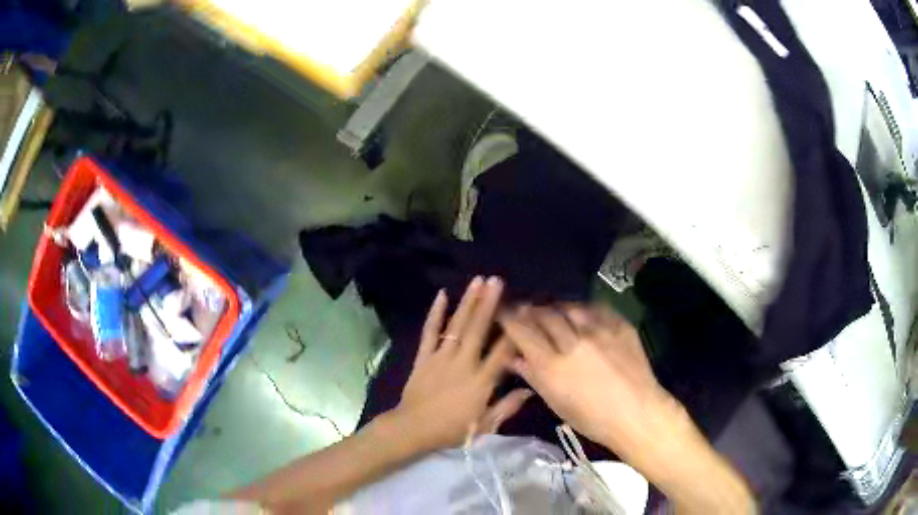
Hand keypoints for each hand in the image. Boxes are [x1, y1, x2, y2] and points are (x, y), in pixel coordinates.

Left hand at [392, 277, 532, 451]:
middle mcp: (463, 363)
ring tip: (478, 281)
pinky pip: (430, 332)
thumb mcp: (486, 425)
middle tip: (497, 280)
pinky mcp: (424, 357)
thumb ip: (508, 407)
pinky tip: (442, 295)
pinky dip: (435, 313)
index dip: (515, 330)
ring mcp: (441, 357)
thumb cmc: (452, 430)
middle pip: (479, 329)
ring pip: (457, 325)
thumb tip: (531, 391)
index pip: (503, 351)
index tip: (524, 310)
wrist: (413, 429)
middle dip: (489, 303)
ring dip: (468, 302)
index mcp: (481, 381)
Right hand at [498, 304, 682, 462]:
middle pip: (544, 314)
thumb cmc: (593, 419)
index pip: (522, 331)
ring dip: (555, 307)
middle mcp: (573, 342)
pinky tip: (579, 313)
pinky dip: (582, 309)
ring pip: (568, 307)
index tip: (502, 311)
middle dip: (530, 309)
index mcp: (553, 366)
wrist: (638, 414)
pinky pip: (595, 308)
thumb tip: (513, 358)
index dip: (509, 317)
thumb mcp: (557, 403)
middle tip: (523, 308)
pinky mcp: (619, 326)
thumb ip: (533, 376)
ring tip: (550, 310)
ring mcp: (599, 331)